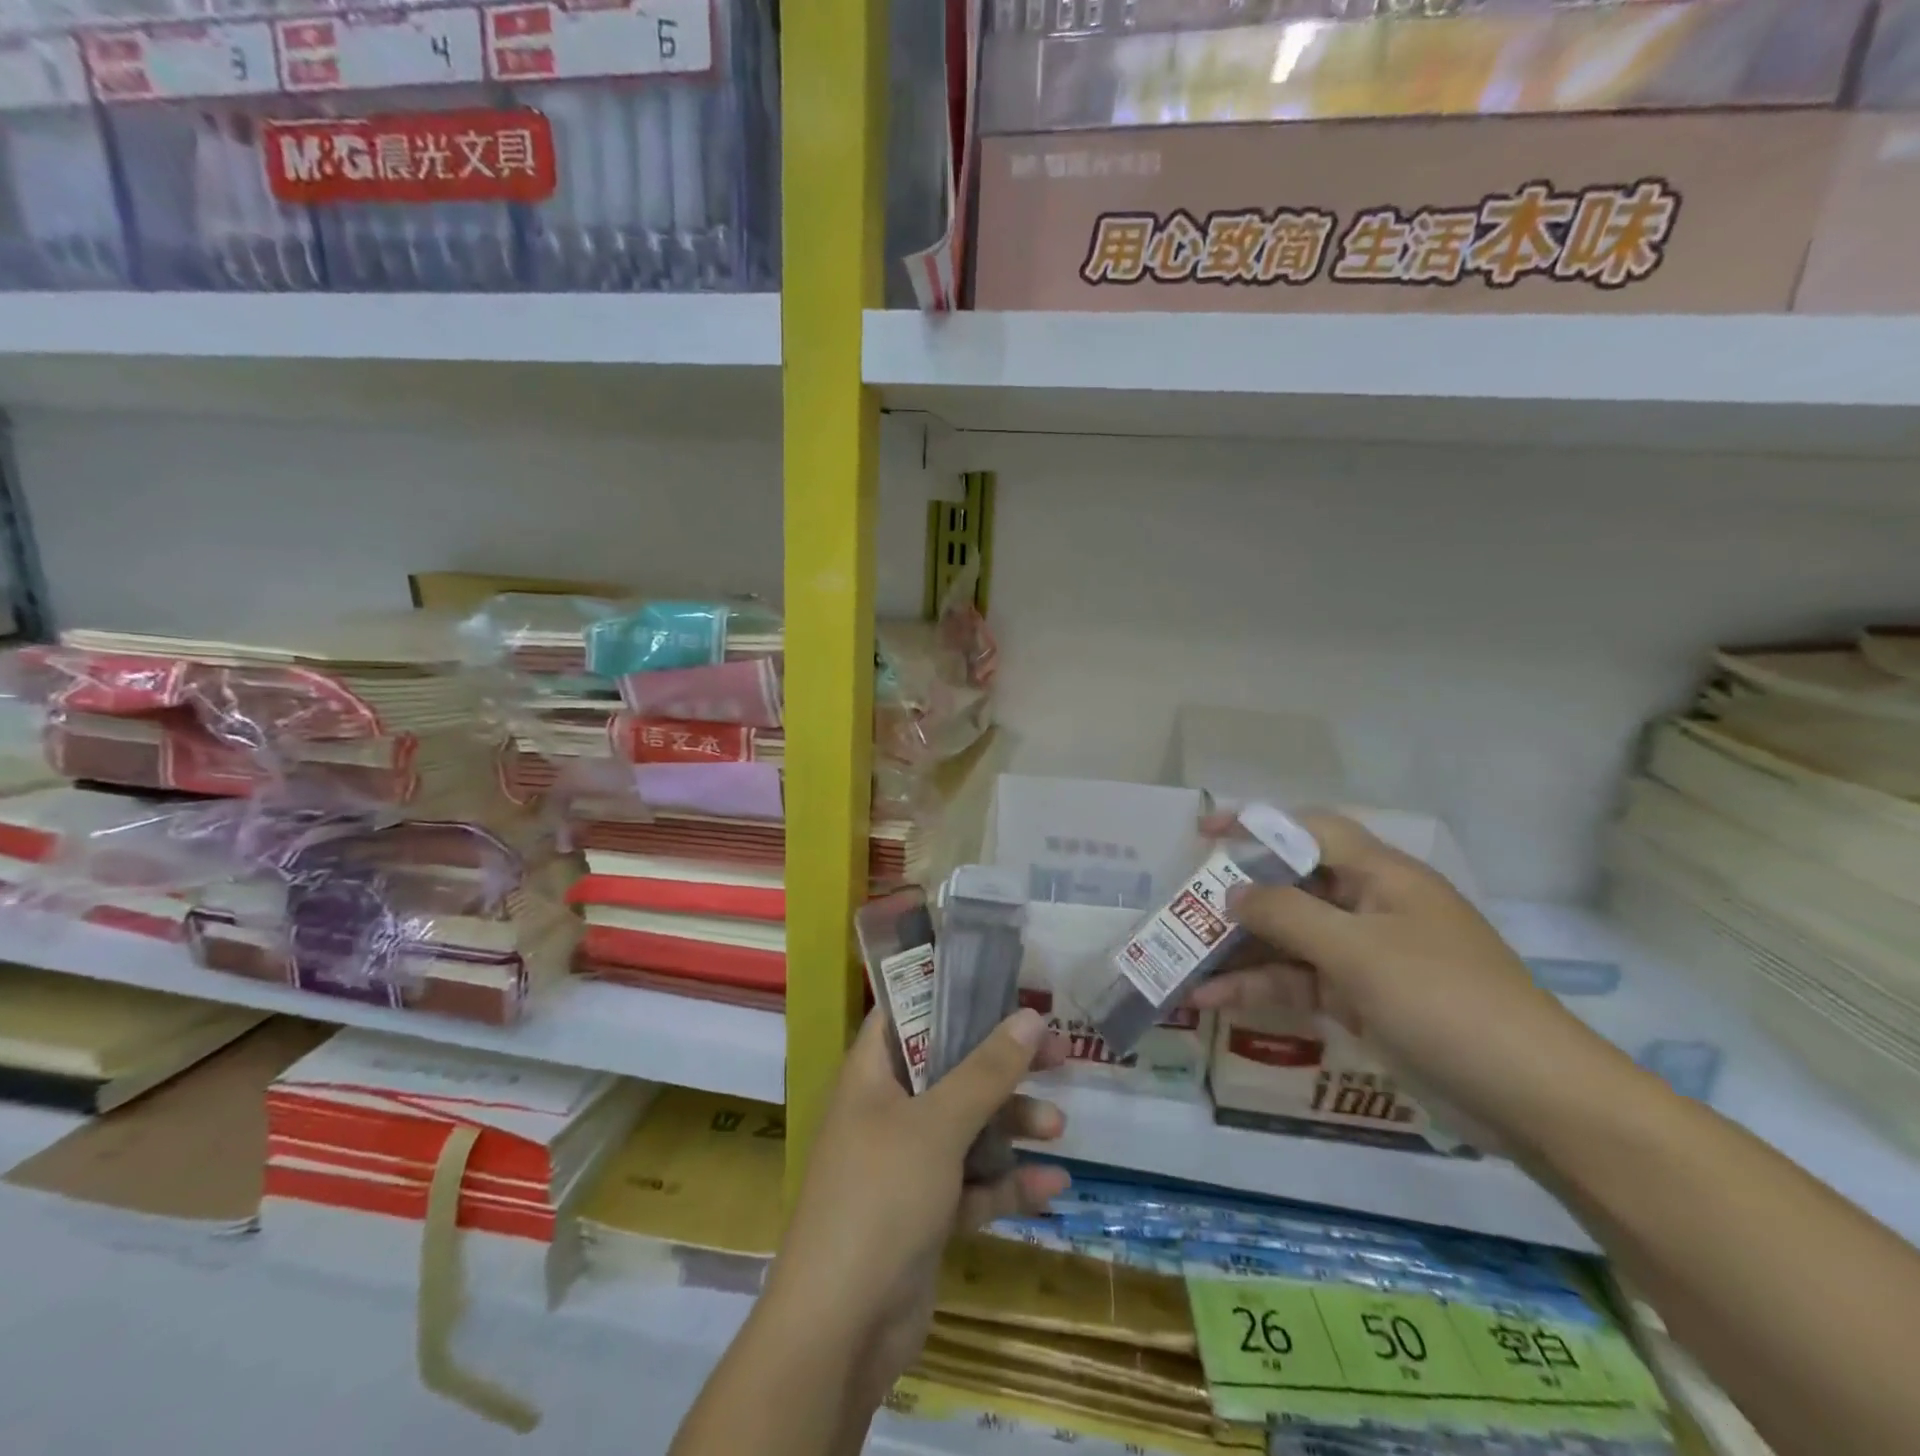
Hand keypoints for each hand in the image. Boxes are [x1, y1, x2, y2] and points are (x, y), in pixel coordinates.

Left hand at [765, 1008, 1070, 1410]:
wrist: (839, 1331)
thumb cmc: (881, 1198)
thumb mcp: (937, 1125)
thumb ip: (986, 1070)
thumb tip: (1030, 1015)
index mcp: (872, 1074)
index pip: (908, 1012)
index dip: (953, 995)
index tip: (1005, 989)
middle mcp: (887, 1110)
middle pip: (951, 1068)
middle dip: (1003, 1063)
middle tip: (1058, 1052)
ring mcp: (905, 1164)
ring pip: (967, 1126)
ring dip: (1011, 1124)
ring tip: (1057, 1127)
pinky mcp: (925, 1213)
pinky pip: (972, 1183)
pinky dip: (1007, 1183)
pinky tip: (1051, 1186)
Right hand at [1190, 811, 1624, 1153]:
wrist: (1534, 1100)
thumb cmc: (1444, 1001)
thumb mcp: (1357, 951)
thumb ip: (1286, 914)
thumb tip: (1233, 892)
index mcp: (1382, 875)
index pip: (1310, 829)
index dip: (1256, 824)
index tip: (1205, 834)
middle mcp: (1371, 906)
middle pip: (1292, 886)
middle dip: (1238, 897)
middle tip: (1184, 908)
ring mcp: (1367, 956)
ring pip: (1290, 938)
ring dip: (1239, 950)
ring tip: (1182, 961)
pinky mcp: (1364, 1000)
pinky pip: (1300, 981)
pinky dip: (1259, 987)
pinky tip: (1212, 999)